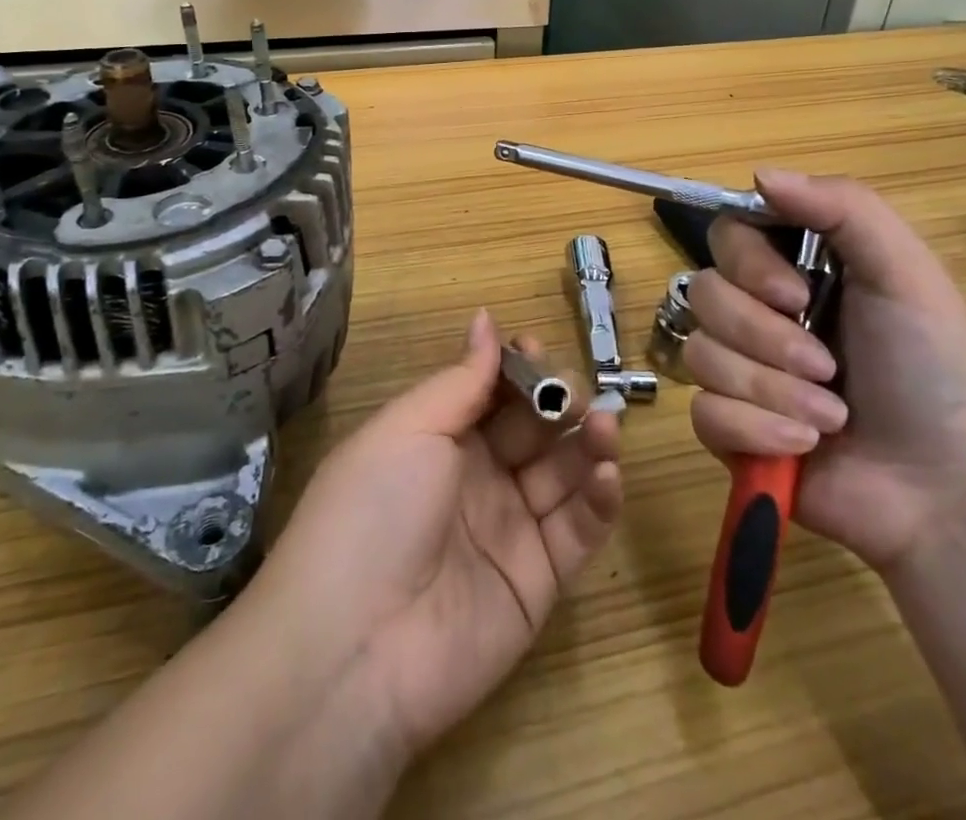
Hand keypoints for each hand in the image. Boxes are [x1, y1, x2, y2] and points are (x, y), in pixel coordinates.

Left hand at [250, 310, 621, 760]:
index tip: (537, 348)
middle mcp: (476, 478)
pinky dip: (600, 500)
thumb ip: (462, 379)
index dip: (516, 369)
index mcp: (438, 438)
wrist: (358, 647)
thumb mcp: (410, 427)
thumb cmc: (375, 509)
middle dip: (557, 402)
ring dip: (588, 444)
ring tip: (604, 426)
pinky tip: (607, 473)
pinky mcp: (540, 581)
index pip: (490, 393)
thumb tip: (486, 318)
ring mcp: (510, 529)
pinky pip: (578, 531)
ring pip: (563, 473)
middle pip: (532, 428)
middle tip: (575, 396)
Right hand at [685, 170, 965, 573]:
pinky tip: (801, 448)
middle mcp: (760, 313)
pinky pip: (702, 411)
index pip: (728, 234)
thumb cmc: (937, 375)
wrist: (952, 498)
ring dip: (769, 389)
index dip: (747, 262)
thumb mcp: (908, 277)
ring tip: (829, 418)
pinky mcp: (729, 429)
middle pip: (705, 293)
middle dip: (764, 337)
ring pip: (700, 354)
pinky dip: (754, 431)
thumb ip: (844, 209)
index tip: (793, 294)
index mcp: (796, 270)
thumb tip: (760, 173)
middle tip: (827, 368)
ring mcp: (740, 371)